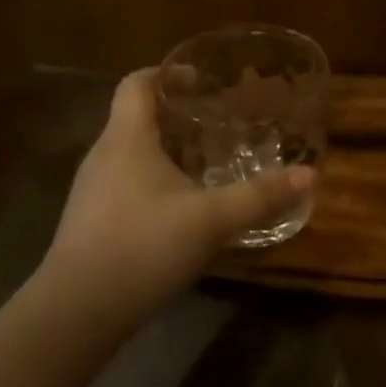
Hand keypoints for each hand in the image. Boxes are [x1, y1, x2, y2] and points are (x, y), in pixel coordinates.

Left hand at [35, 69, 313, 330]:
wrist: (77, 313)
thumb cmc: (142, 247)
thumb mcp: (211, 220)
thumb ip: (260, 197)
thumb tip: (309, 175)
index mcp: (126, 139)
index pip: (136, 84)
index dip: (166, 73)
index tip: (200, 80)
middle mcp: (103, 156)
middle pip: (136, 118)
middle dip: (176, 115)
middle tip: (217, 123)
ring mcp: (92, 191)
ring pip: (132, 154)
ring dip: (167, 151)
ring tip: (207, 163)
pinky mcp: (92, 222)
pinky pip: (126, 184)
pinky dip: (155, 181)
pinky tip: (182, 208)